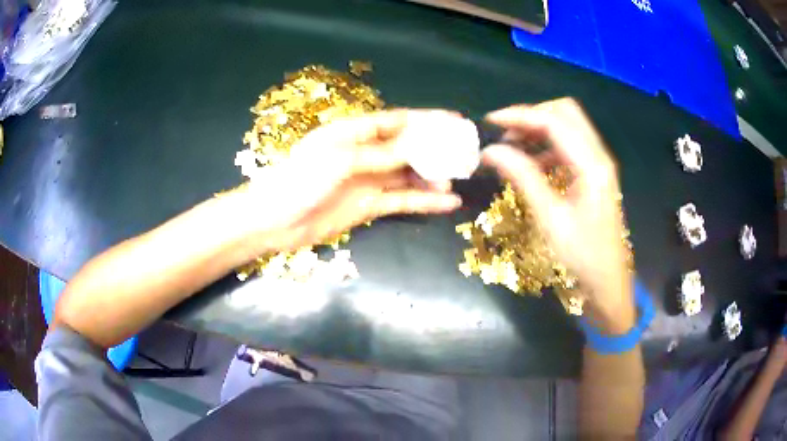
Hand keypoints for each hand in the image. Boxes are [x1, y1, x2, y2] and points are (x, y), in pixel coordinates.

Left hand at [237, 109, 462, 252]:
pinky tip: (448, 203)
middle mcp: (364, 153)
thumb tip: (420, 146)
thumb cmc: (301, 180)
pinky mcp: (369, 206)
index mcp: (353, 132)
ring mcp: (368, 181)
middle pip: (406, 147)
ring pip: (408, 174)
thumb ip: (382, 154)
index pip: (396, 120)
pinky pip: (402, 200)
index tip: (455, 120)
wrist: (277, 221)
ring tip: (454, 181)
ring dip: (431, 177)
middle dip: (434, 149)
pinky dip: (424, 201)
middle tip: (463, 154)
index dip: (425, 119)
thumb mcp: (341, 160)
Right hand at [481, 98, 633, 331]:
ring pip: (568, 127)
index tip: (491, 122)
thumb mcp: (550, 218)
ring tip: (513, 148)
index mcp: (592, 165)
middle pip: (565, 113)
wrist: (608, 282)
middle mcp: (599, 156)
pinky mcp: (594, 174)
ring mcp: (598, 164)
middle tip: (505, 133)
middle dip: (532, 116)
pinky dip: (548, 146)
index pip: (554, 122)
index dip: (520, 116)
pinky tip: (532, 165)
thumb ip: (523, 178)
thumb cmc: (582, 256)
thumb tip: (491, 151)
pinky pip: (570, 147)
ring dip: (539, 130)